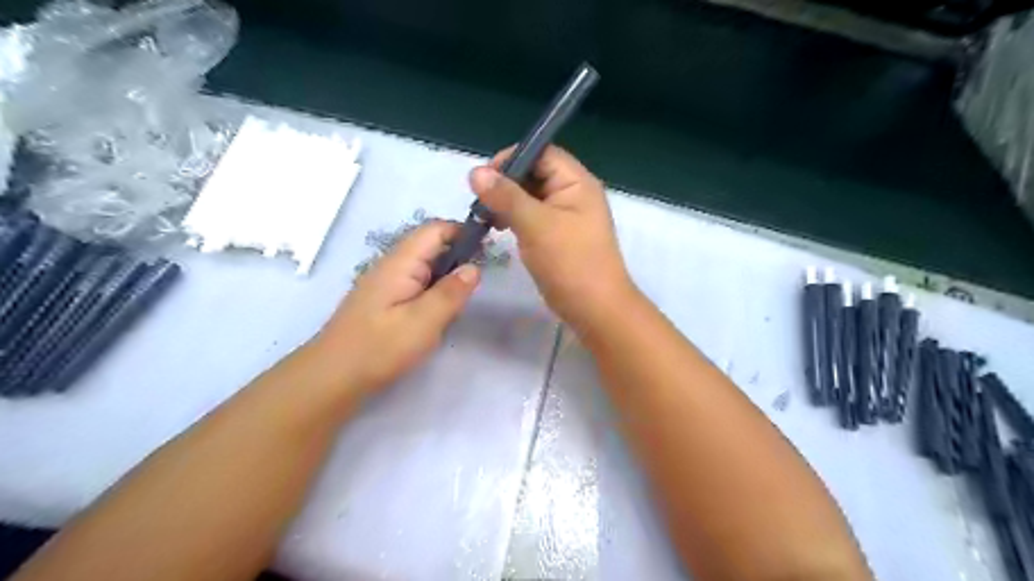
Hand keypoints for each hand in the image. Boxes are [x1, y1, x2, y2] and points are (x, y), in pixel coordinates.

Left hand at [311, 221, 479, 394]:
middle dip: (458, 255)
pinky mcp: (385, 299)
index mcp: (401, 262)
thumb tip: (474, 268)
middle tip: (480, 280)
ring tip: (465, 297)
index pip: (436, 229)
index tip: (489, 250)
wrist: (333, 376)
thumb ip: (451, 293)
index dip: (463, 232)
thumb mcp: (423, 322)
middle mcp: (392, 264)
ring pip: (425, 265)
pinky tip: (442, 310)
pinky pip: (416, 282)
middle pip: (430, 244)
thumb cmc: (379, 348)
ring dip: (447, 274)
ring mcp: (386, 282)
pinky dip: (434, 289)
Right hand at [472, 146, 634, 331]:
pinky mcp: (557, 236)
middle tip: (480, 201)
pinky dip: (514, 218)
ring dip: (507, 202)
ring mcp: (566, 216)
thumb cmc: (570, 262)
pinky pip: (532, 217)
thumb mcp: (536, 225)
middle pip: (534, 173)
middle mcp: (573, 193)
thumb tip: (475, 172)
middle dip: (505, 183)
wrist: (595, 308)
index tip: (484, 177)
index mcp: (576, 182)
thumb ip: (506, 196)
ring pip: (530, 197)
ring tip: (485, 217)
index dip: (512, 158)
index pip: (542, 152)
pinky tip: (498, 228)